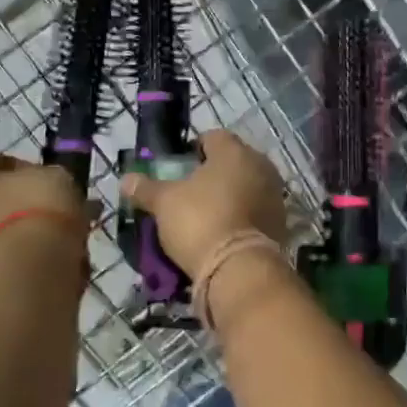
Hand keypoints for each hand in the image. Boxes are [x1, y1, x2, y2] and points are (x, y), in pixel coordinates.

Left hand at [0, 154, 89, 267]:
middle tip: (56, 210)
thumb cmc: (38, 211)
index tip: (43, 176)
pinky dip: (31, 261)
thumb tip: (49, 185)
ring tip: (65, 241)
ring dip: (28, 235)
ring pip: (4, 234)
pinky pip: (11, 262)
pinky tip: (56, 264)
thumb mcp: (57, 177)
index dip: (17, 166)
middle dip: (23, 204)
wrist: (27, 273)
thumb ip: (49, 177)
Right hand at [118, 129, 287, 279]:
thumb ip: (145, 188)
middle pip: (232, 162)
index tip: (178, 168)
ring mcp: (275, 196)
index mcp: (234, 151)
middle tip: (189, 193)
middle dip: (213, 174)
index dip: (193, 149)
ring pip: (246, 187)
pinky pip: (255, 212)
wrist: (239, 269)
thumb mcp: (164, 203)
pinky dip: (241, 218)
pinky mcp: (281, 224)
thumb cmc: (200, 221)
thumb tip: (126, 179)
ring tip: (206, 216)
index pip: (212, 137)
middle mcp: (261, 166)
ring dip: (229, 196)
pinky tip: (224, 233)